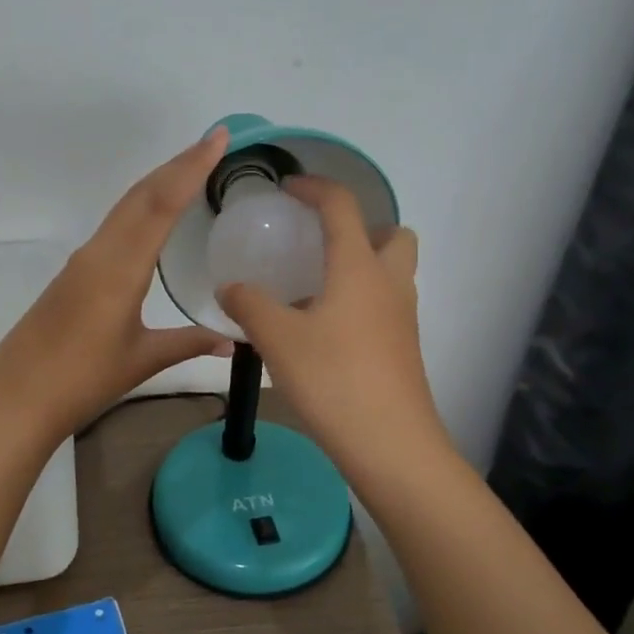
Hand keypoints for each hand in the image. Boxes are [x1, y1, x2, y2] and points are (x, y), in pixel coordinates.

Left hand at [0, 128, 232, 442]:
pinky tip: (153, 215)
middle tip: (213, 142)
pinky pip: (113, 226)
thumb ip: (189, 343)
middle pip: (141, 195)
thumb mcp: (141, 360)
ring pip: (124, 207)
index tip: (217, 138)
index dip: (190, 168)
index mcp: (120, 267)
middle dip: (177, 164)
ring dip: (157, 182)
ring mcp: (82, 260)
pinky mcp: (72, 273)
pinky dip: (140, 207)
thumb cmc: (82, 380)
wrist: (17, 398)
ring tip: (190, 168)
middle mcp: (99, 252)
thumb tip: (236, 340)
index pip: (161, 204)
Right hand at [218, 178, 447, 477]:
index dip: (315, 187)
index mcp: (359, 267)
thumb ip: (249, 305)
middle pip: (393, 234)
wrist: (391, 445)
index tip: (288, 188)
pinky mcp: (403, 349)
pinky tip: (324, 329)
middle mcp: (389, 283)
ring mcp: (402, 318)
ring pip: (392, 272)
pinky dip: (360, 301)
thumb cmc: (333, 380)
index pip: (342, 206)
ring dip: (361, 265)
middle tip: (320, 245)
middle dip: (361, 227)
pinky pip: (385, 305)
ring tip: (314, 288)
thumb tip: (230, 287)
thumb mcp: (277, 338)